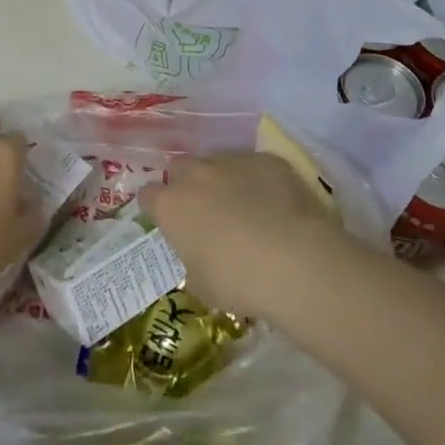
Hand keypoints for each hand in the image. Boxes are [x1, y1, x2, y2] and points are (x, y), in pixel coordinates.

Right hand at [140, 151, 350, 318]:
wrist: (296, 261)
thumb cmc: (238, 281)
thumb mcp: (202, 285)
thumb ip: (192, 261)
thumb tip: (199, 255)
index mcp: (172, 205)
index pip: (148, 195)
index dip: (156, 207)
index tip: (167, 221)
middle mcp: (197, 174)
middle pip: (180, 168)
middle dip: (186, 184)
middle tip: (203, 210)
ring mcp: (233, 161)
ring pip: (218, 162)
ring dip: (222, 179)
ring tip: (243, 205)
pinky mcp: (267, 159)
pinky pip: (254, 166)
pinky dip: (258, 180)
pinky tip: (274, 203)